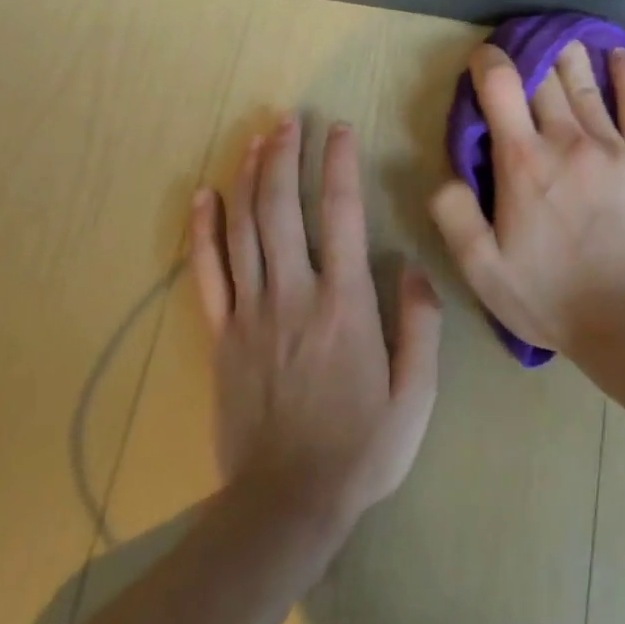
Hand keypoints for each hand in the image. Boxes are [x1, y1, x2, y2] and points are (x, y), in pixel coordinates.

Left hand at [191, 115, 441, 524]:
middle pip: (283, 208)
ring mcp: (251, 313)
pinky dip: (203, 230)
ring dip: (250, 177)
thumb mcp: (416, 395)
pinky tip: (203, 195)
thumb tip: (413, 266)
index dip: (339, 165)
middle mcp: (294, 295)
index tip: (340, 130)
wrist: (287, 505)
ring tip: (257, 137)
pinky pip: (207, 272)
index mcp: (346, 305)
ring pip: (245, 229)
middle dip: (285, 156)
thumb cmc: (362, 448)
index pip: (341, 215)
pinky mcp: (221, 336)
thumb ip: (422, 325)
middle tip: (289, 118)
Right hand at [429, 41, 624, 358]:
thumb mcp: (480, 268)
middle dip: (527, 56)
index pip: (501, 84)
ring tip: (559, 39)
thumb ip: (453, 215)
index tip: (482, 60)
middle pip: (544, 76)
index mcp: (522, 161)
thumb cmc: (545, 294)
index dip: (488, 61)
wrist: (624, 319)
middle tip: (519, 51)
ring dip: (568, 55)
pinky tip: (619, 54)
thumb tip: (444, 173)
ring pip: (585, 82)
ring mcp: (609, 146)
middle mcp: (565, 140)